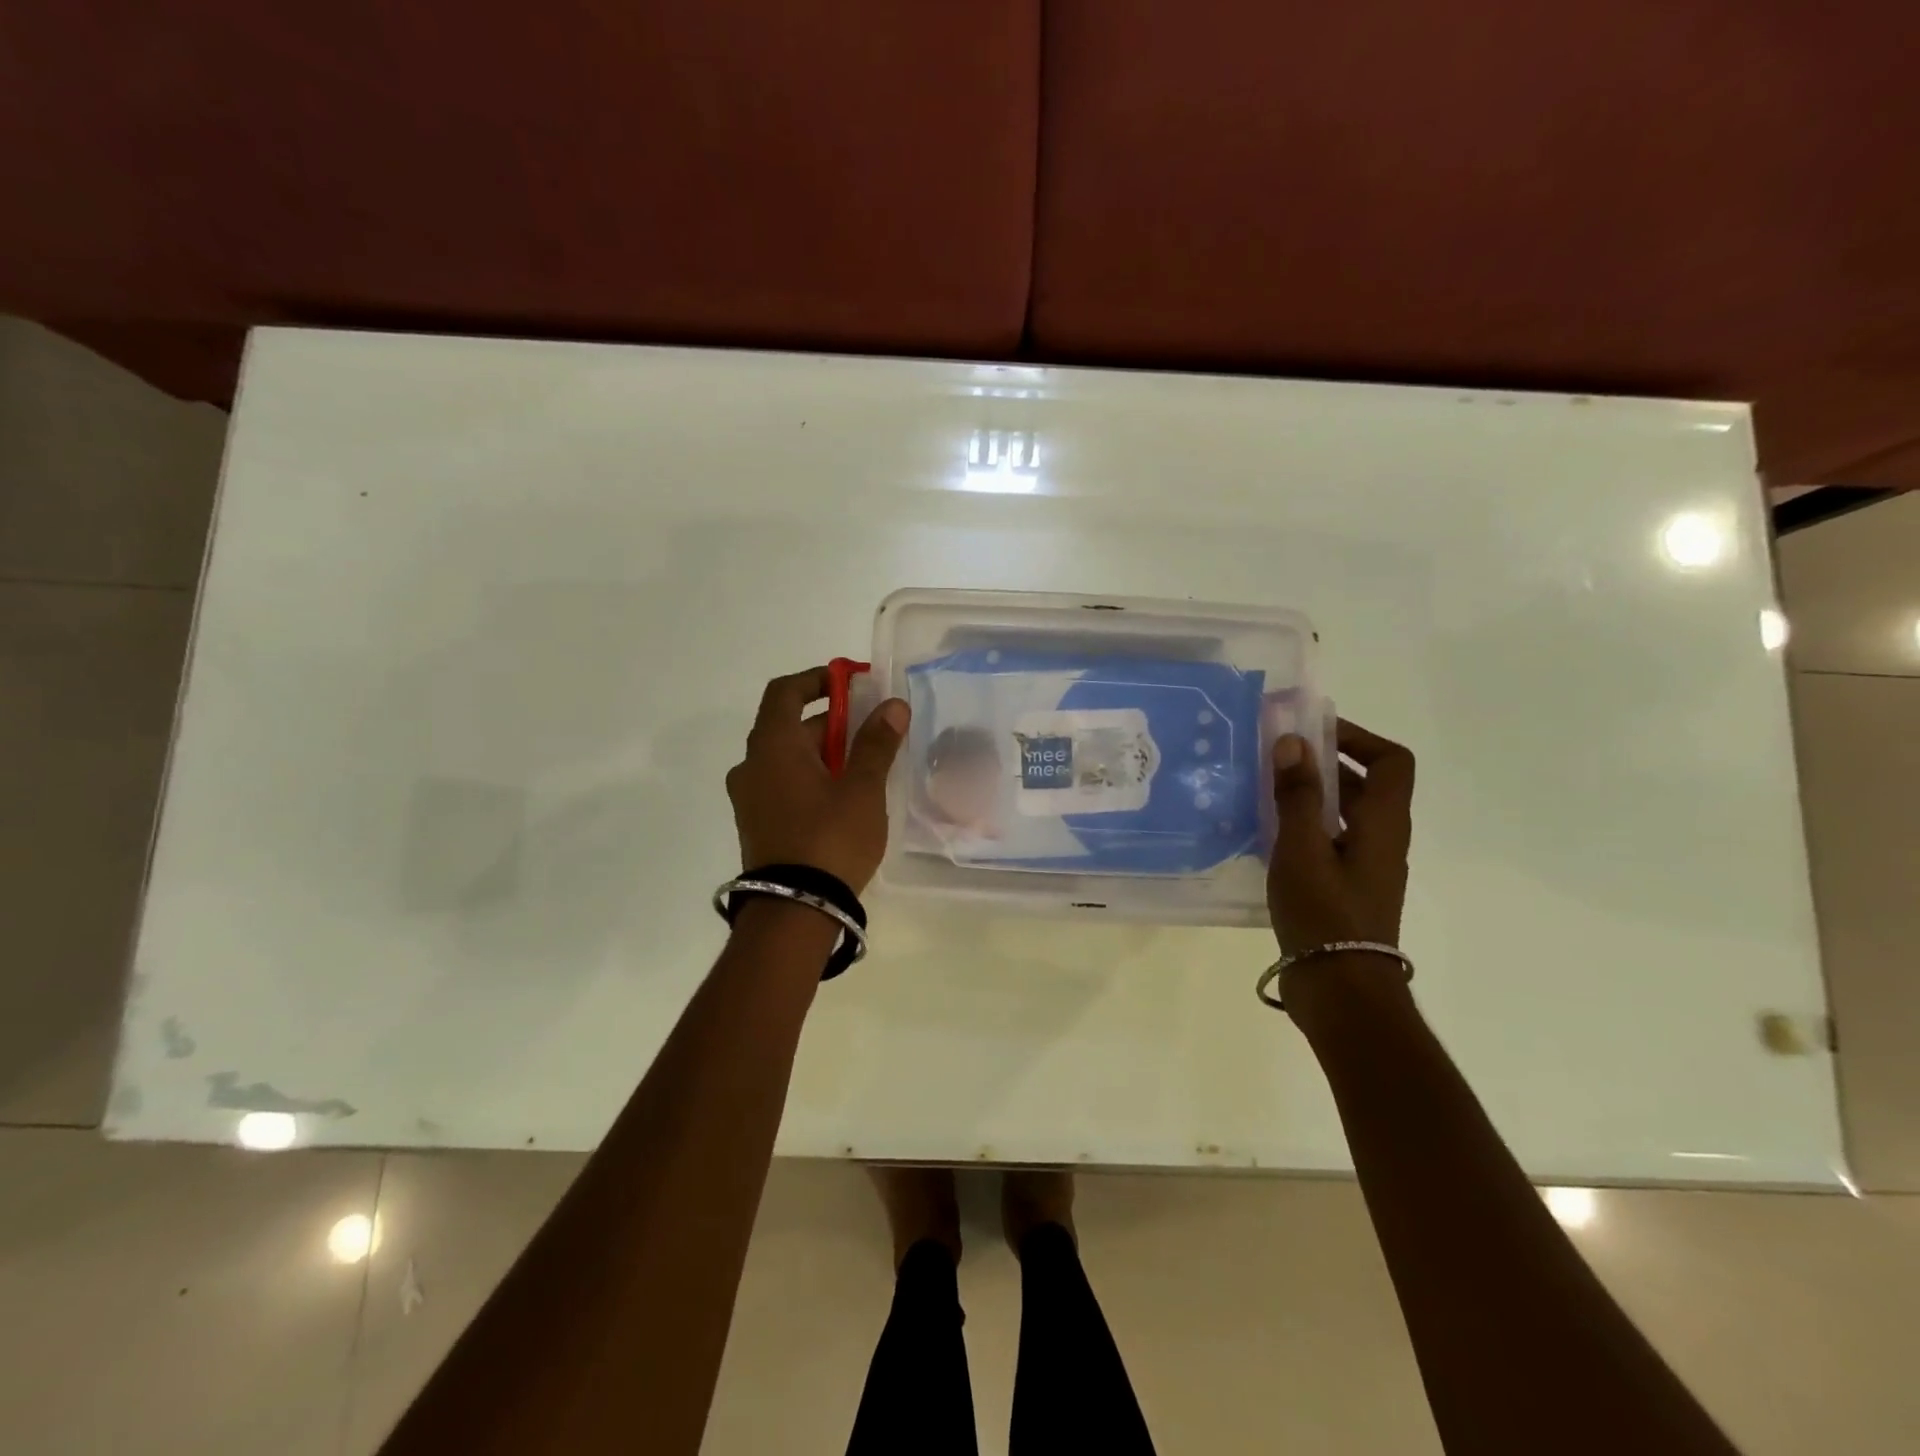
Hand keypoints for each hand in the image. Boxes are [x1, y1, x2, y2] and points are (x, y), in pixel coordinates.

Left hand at [726, 666, 908, 892]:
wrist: (794, 912)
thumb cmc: (830, 839)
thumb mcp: (861, 788)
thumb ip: (876, 743)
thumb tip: (892, 705)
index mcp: (772, 746)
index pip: (786, 691)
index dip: (818, 679)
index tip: (851, 682)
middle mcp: (751, 765)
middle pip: (790, 726)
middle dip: (833, 723)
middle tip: (873, 732)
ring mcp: (749, 798)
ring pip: (788, 759)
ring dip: (824, 754)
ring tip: (866, 769)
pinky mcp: (756, 824)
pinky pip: (784, 785)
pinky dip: (811, 779)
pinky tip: (844, 799)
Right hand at [1267, 719, 1414, 958]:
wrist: (1340, 991)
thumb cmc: (1324, 914)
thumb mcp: (1301, 849)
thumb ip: (1297, 795)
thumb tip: (1294, 742)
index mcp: (1383, 825)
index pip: (1391, 762)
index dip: (1358, 738)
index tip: (1313, 731)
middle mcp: (1382, 841)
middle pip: (1365, 786)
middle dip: (1324, 763)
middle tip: (1278, 757)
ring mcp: (1365, 869)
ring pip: (1345, 815)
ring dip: (1311, 796)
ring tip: (1265, 792)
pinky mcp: (1346, 891)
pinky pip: (1329, 842)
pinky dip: (1304, 828)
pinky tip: (1267, 836)